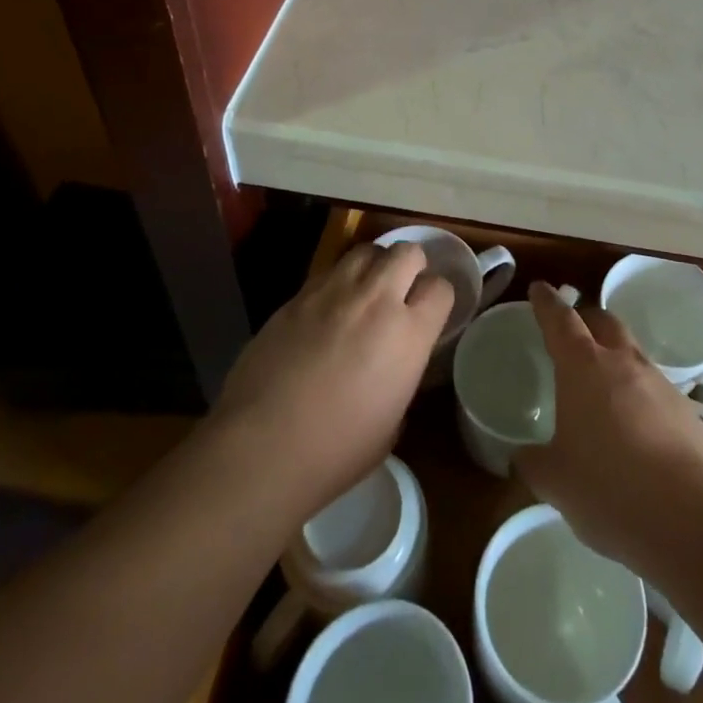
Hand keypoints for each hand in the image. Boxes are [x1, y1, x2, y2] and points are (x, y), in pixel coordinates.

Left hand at [208, 242, 453, 516]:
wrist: (261, 447)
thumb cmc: (336, 452)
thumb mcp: (392, 422)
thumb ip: (403, 377)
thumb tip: (396, 365)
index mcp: (408, 333)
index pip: (440, 287)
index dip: (438, 297)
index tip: (430, 312)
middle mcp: (376, 299)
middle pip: (407, 252)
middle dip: (411, 266)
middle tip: (402, 290)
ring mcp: (333, 292)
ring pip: (367, 250)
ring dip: (374, 265)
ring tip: (367, 290)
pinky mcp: (297, 295)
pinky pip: (329, 271)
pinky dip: (338, 282)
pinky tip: (329, 308)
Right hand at [514, 280, 702, 573]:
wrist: (693, 519)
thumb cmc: (610, 489)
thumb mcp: (557, 482)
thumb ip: (534, 463)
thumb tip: (523, 456)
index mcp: (583, 366)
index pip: (561, 320)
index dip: (547, 303)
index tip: (540, 288)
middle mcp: (623, 362)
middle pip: (605, 322)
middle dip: (587, 320)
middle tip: (573, 333)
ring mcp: (660, 384)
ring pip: (632, 354)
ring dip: (616, 360)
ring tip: (601, 391)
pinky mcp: (687, 412)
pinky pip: (654, 390)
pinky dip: (639, 397)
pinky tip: (634, 431)